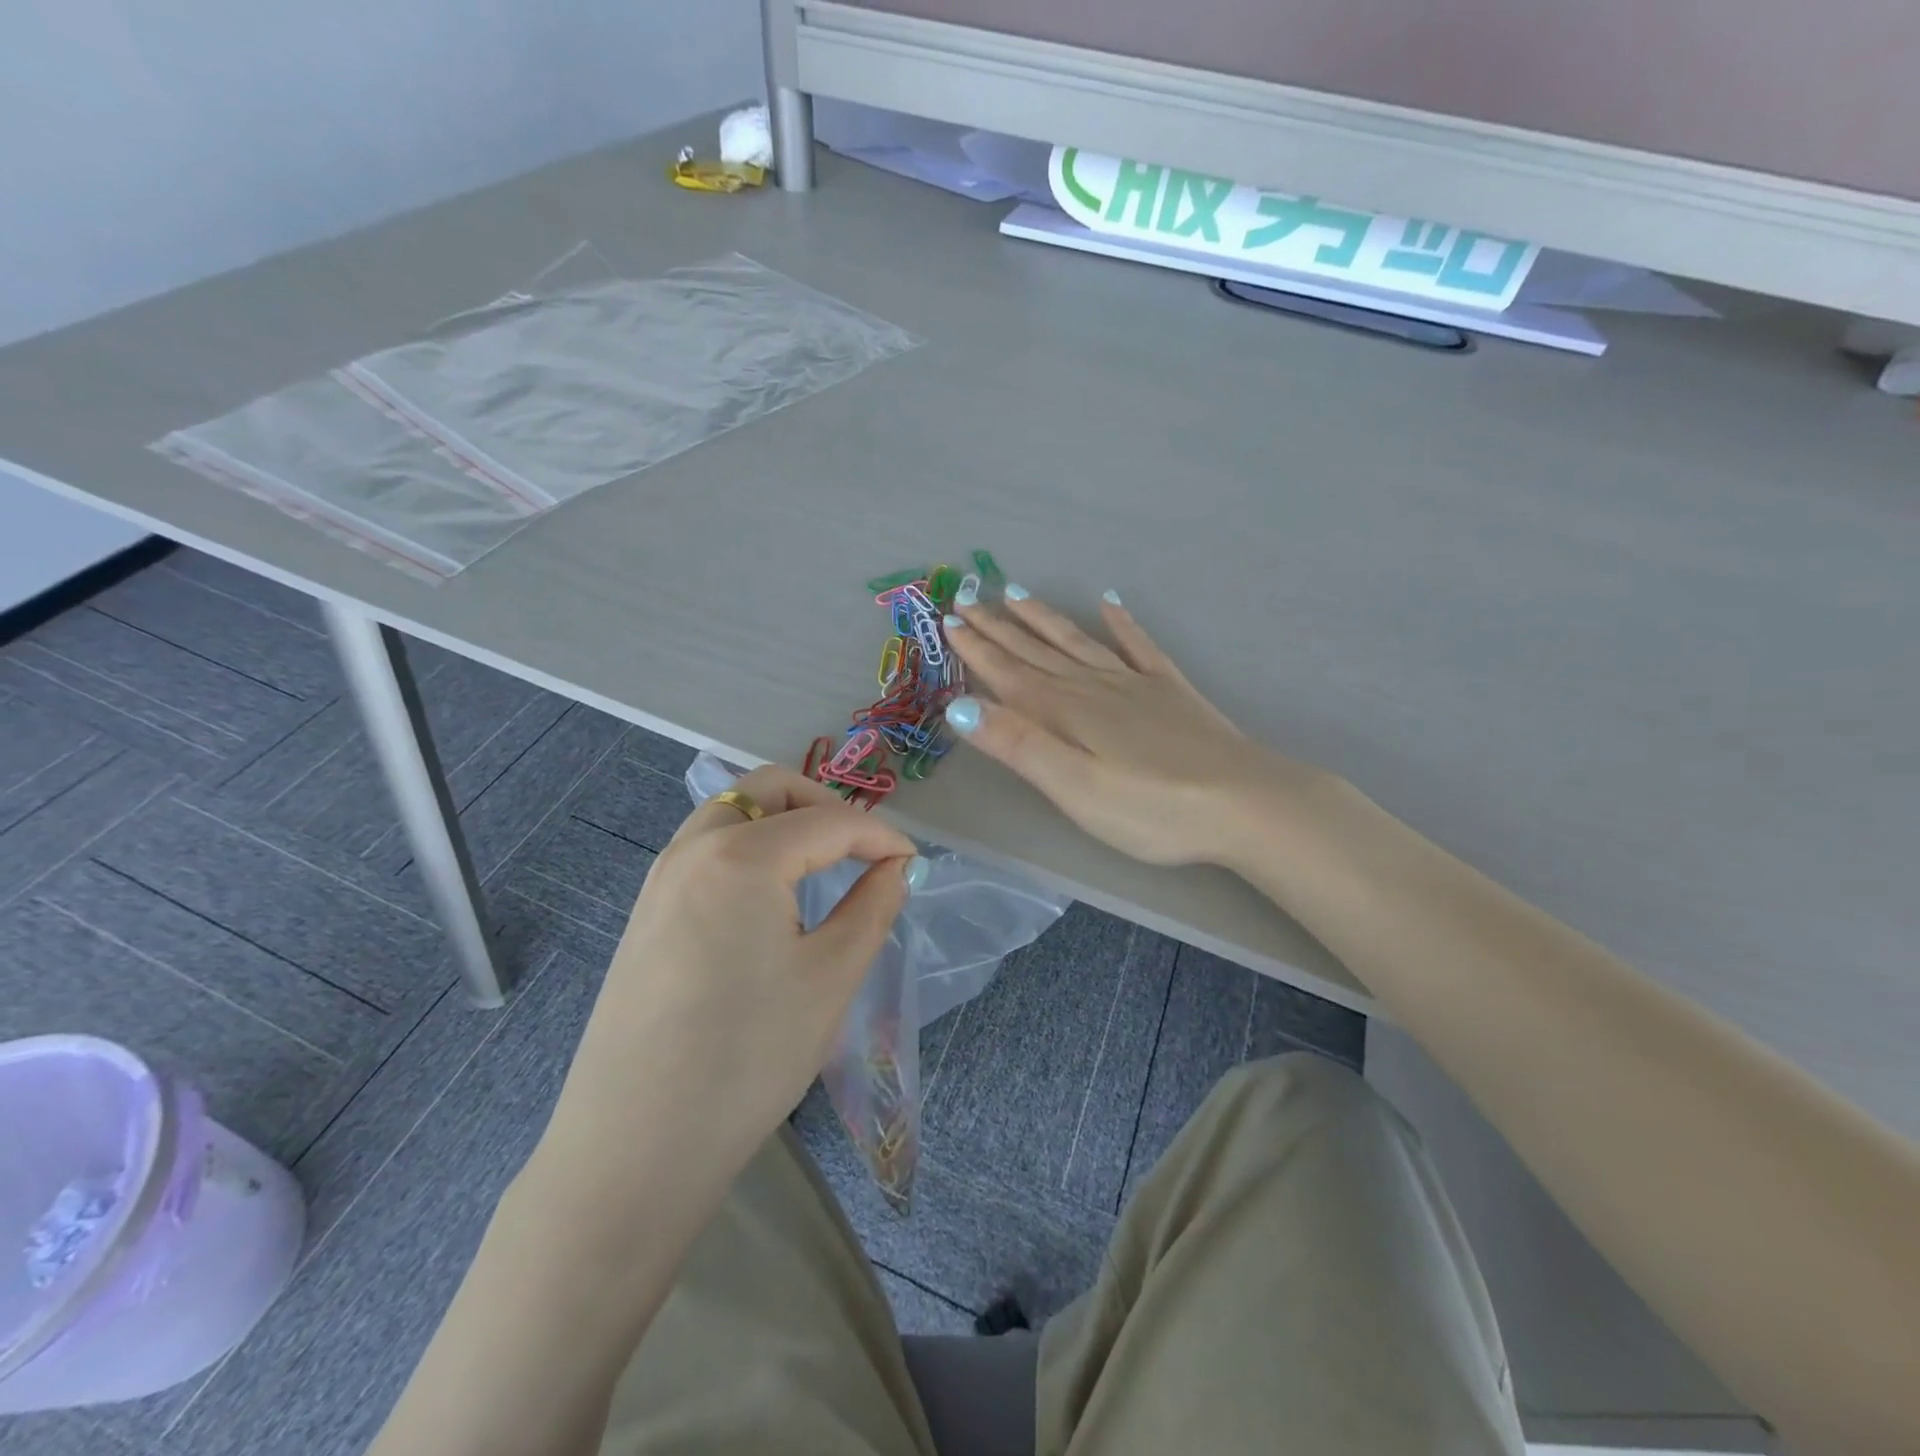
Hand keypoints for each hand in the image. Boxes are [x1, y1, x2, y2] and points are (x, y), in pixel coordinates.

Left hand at [540, 766, 918, 1190]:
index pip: (829, 820)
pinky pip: (706, 848)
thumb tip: (894, 867)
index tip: (912, 862)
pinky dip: (750, 847)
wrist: (635, 1146)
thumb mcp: (831, 977)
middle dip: (825, 805)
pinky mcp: (646, 912)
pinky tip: (770, 899)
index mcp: (741, 855)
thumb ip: (872, 906)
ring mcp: (660, 878)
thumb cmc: (748, 1057)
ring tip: (821, 868)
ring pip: (732, 813)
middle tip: (861, 850)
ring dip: (783, 821)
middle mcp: (693, 848)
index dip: (880, 835)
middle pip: (768, 789)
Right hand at [945, 590, 1317, 866]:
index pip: (1009, 673)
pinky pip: (1139, 646)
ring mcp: (1136, 684)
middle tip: (968, 598)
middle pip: (1038, 651)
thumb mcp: (1074, 788)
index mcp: (1066, 711)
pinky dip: (1122, 624)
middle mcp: (1095, 686)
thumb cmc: (1151, 808)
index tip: (949, 620)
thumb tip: (960, 704)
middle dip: (999, 627)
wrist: (1245, 803)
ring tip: (1018, 593)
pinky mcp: (1170, 691)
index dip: (977, 649)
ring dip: (1045, 619)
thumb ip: (1019, 745)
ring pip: (1078, 641)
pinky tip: (1111, 603)